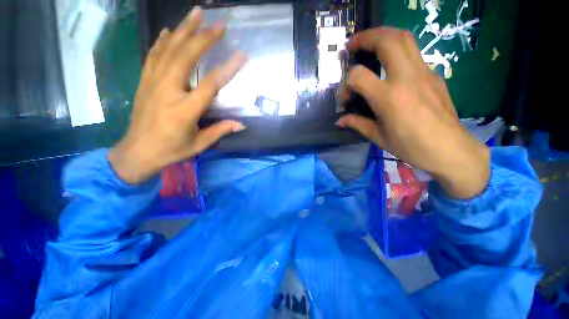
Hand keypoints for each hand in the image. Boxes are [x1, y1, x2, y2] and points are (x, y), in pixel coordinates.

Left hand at [108, 7, 246, 184]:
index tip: (241, 55)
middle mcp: (168, 91)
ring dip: (184, 30)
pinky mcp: (144, 82)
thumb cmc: (171, 150)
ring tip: (197, 14)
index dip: (228, 68)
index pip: (211, 85)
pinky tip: (171, 30)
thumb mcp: (199, 144)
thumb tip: (241, 124)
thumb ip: (220, 131)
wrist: (137, 152)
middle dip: (204, 38)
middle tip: (220, 25)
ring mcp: (152, 83)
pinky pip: (153, 56)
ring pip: (168, 50)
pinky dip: (162, 41)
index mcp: (185, 110)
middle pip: (186, 58)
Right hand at [336, 27, 489, 198]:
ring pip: (404, 38)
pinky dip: (397, 50)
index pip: (358, 76)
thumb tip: (340, 120)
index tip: (345, 99)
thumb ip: (357, 123)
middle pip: (386, 41)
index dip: (346, 86)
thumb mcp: (378, 137)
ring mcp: (424, 73)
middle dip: (366, 37)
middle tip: (352, 45)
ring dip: (383, 35)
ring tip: (370, 44)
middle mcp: (407, 78)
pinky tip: (390, 64)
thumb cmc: (411, 146)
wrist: (450, 149)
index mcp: (389, 98)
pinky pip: (414, 52)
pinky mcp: (434, 75)